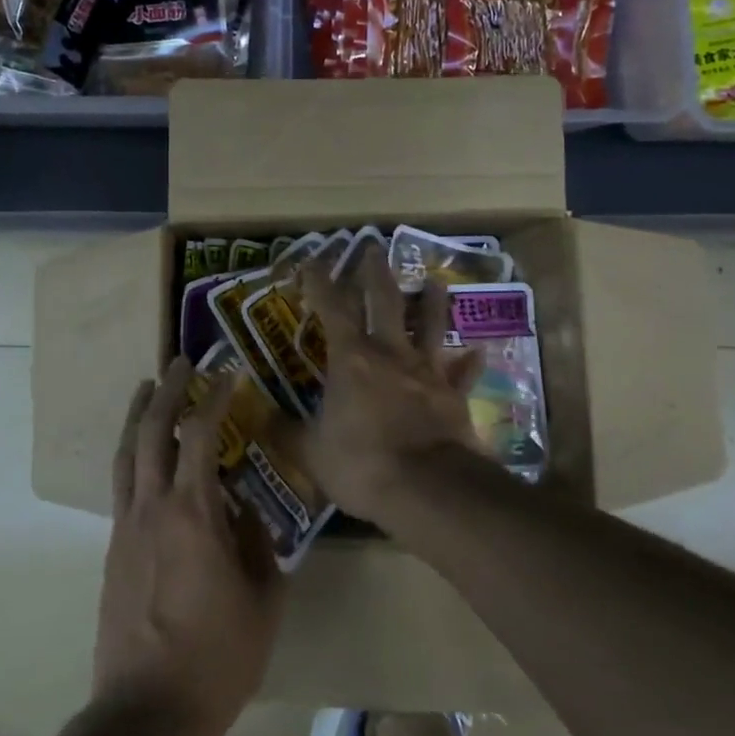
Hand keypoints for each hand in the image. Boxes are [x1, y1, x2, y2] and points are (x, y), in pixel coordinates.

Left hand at [94, 358, 284, 735]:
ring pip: (127, 453)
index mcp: (193, 512)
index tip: (228, 372)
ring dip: (138, 414)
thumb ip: (260, 546)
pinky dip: (132, 454)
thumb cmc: (217, 657)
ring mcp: (126, 527)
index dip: (215, 397)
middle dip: (167, 389)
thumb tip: (249, 513)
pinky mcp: (113, 549)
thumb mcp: (263, 600)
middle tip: (181, 362)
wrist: (146, 713)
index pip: (201, 434)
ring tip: (147, 387)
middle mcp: (152, 507)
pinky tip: (144, 456)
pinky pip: (122, 485)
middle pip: (152, 430)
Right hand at [298, 249, 486, 524]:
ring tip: (435, 281)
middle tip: (373, 247)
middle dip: (375, 272)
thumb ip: (284, 432)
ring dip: (432, 302)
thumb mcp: (311, 452)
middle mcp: (390, 353)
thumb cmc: (362, 463)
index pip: (332, 308)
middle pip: (384, 300)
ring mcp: (426, 371)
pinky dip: (468, 364)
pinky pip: (462, 374)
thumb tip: (256, 417)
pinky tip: (478, 352)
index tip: (313, 260)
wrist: (427, 488)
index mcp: (351, 358)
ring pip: (429, 325)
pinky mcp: (453, 395)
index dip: (320, 281)